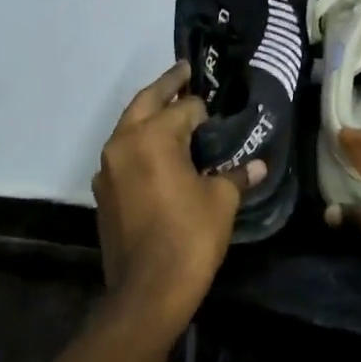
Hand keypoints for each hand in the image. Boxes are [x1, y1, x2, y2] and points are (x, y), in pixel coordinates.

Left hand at [93, 62, 263, 328]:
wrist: (147, 290)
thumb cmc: (189, 237)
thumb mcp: (221, 201)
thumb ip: (236, 175)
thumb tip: (257, 165)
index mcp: (152, 138)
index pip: (184, 108)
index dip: (205, 111)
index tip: (218, 112)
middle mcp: (123, 143)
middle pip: (146, 102)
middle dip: (167, 86)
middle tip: (185, 71)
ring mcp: (107, 168)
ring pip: (129, 127)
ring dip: (149, 115)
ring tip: (173, 110)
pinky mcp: (103, 191)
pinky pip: (122, 154)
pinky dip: (139, 144)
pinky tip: (157, 154)